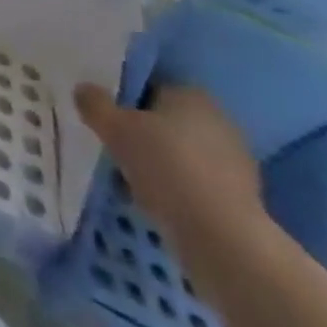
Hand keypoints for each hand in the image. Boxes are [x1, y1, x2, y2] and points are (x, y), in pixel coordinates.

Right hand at [75, 83, 263, 248]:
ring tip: (131, 182)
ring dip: (160, 164)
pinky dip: (178, 190)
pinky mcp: (243, 197)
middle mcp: (219, 119)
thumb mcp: (115, 129)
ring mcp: (236, 160)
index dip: (125, 103)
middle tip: (115, 151)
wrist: (223, 238)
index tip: (107, 122)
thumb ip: (95, 104)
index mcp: (191, 94)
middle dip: (143, 135)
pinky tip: (158, 205)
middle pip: (167, 122)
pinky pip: (197, 183)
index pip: (150, 88)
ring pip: (182, 154)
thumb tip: (83, 89)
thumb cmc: (166, 168)